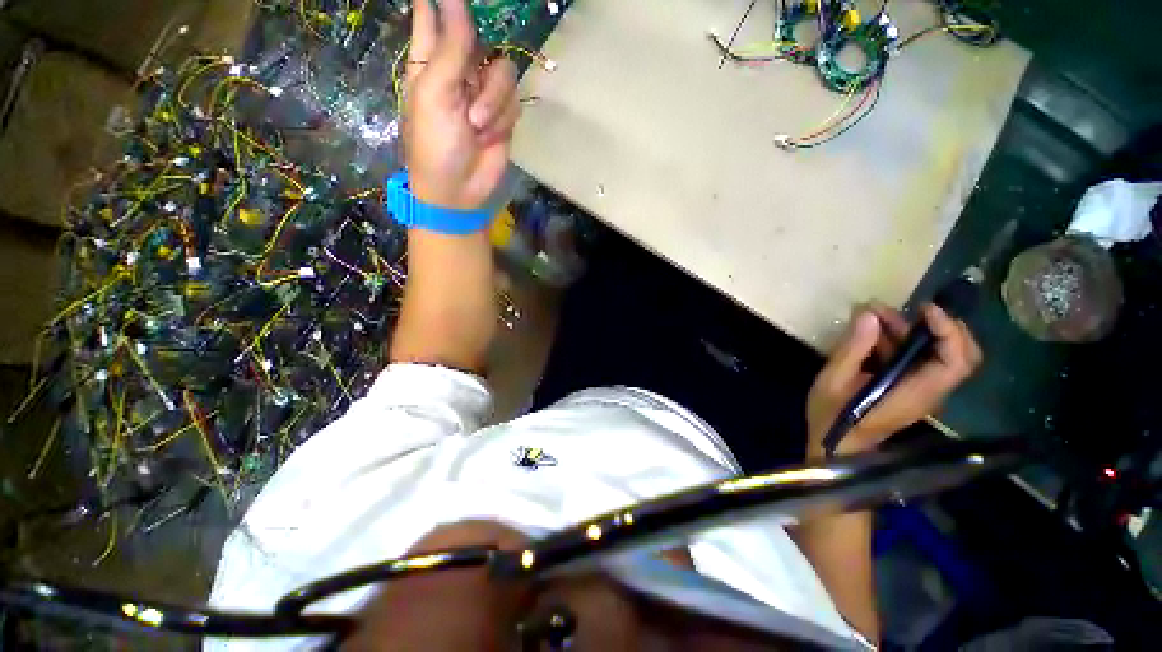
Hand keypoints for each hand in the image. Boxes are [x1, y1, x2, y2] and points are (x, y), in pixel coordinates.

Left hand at [405, 0, 519, 210]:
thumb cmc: (435, 144)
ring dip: (492, 101)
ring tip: (476, 126)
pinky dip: (502, 119)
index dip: (442, 5)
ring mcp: (484, 94)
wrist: (460, 191)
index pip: (434, 16)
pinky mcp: (502, 116)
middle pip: (480, 38)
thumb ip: (450, 46)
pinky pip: (513, 100)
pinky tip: (489, 135)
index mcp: (429, 61)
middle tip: (471, 77)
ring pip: (503, 72)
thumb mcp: (435, 93)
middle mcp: (459, 71)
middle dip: (479, 57)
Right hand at [806, 303, 982, 458]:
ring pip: (939, 355)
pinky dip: (903, 341)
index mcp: (915, 393)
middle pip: (961, 356)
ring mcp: (921, 391)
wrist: (836, 447)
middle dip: (943, 326)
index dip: (948, 330)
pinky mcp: (910, 390)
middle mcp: (928, 392)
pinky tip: (873, 333)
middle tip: (910, 308)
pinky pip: (920, 360)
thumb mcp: (833, 381)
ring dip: (915, 330)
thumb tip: (869, 314)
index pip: (955, 361)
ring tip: (876, 314)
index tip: (923, 309)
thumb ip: (853, 349)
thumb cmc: (832, 418)